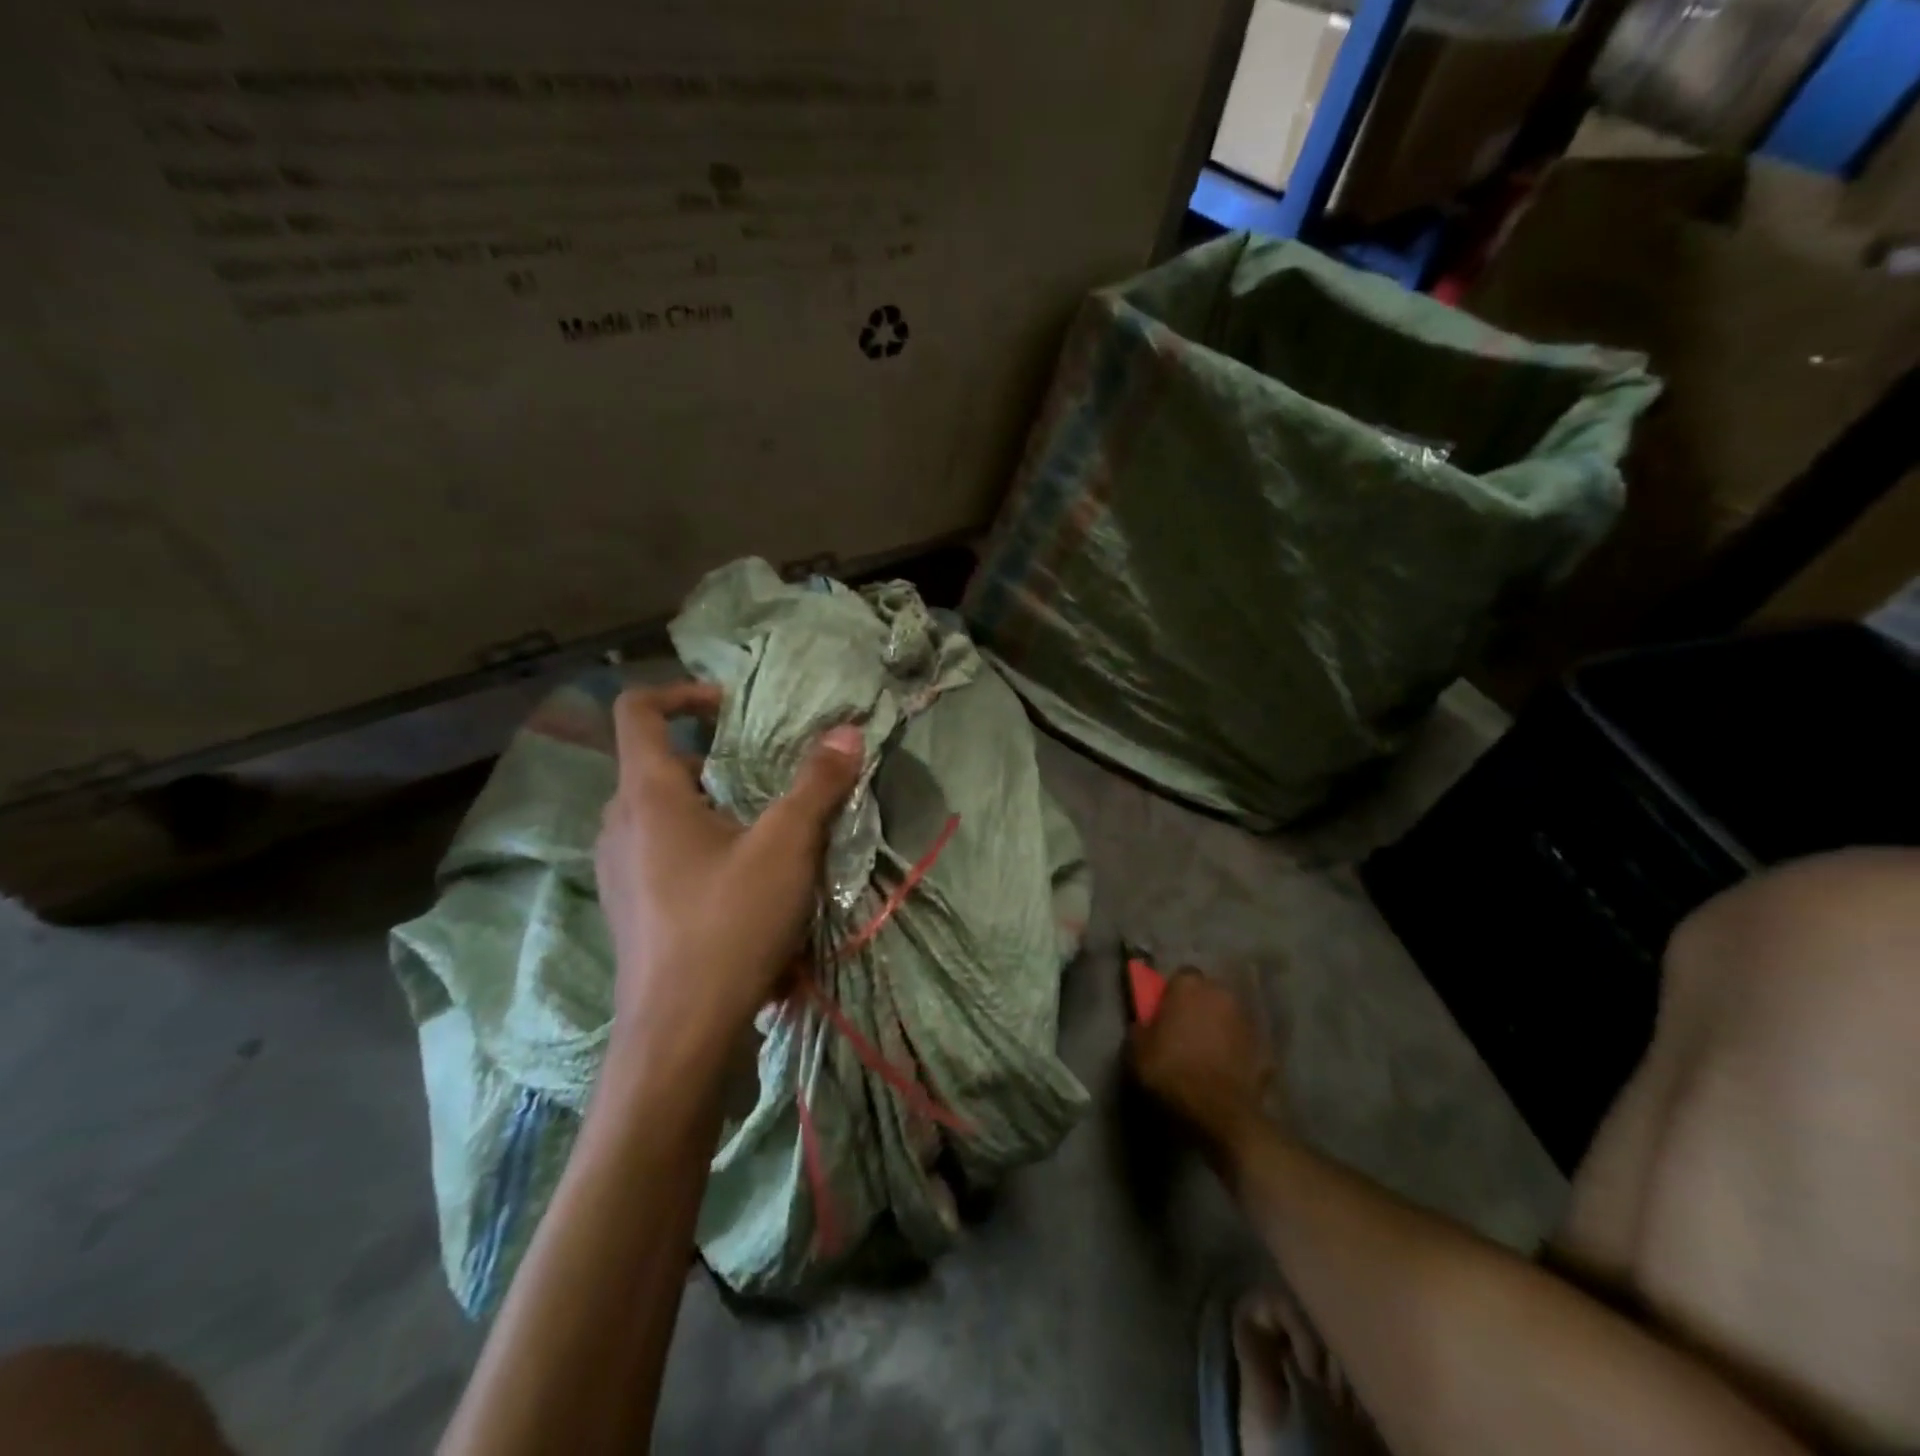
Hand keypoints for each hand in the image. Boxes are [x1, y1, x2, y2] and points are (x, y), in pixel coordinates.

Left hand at [594, 683, 863, 1060]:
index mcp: (647, 795)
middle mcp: (620, 824)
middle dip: (712, 757)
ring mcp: (619, 870)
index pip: (638, 711)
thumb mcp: (786, 848)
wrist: (679, 1037)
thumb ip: (817, 784)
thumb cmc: (728, 926)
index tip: (733, 709)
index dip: (682, 693)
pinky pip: (660, 852)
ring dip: (708, 803)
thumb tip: (847, 733)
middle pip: (656, 763)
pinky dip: (698, 844)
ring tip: (760, 827)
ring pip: (659, 811)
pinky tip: (742, 881)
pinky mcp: (630, 908)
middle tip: (763, 774)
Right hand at [1128, 970, 1275, 1151]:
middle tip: (1184, 1033)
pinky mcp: (1265, 1048)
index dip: (1171, 995)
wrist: (1220, 1113)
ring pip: (1228, 1017)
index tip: (1164, 1014)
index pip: (1180, 978)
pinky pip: (1243, 1043)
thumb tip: (1145, 1024)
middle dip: (1198, 1008)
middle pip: (1207, 994)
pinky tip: (1225, 1072)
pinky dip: (1236, 1052)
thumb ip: (1141, 1027)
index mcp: (1189, 985)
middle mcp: (1221, 993)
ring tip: (1205, 1054)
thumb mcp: (1137, 1050)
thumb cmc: (1172, 1072)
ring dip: (1218, 1028)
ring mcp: (1247, 1020)